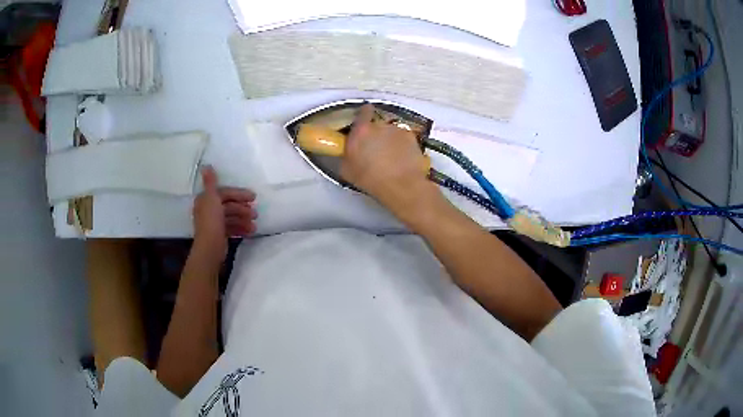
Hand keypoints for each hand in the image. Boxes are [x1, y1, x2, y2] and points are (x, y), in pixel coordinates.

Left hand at [192, 166, 256, 260]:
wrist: (210, 248)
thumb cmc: (211, 221)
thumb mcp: (212, 198)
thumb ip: (211, 182)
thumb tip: (206, 166)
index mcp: (206, 200)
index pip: (224, 193)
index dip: (238, 194)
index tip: (253, 198)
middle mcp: (208, 210)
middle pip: (228, 206)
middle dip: (242, 209)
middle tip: (255, 213)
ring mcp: (213, 223)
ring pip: (231, 218)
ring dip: (243, 220)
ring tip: (254, 225)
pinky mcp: (219, 235)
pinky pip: (231, 228)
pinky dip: (240, 229)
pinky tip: (250, 231)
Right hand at [341, 104, 440, 218]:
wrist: (401, 186)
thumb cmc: (370, 179)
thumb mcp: (346, 170)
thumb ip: (346, 154)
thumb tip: (348, 151)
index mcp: (361, 130)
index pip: (363, 111)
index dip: (363, 115)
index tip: (363, 123)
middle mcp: (380, 125)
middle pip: (377, 124)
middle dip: (376, 133)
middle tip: (375, 149)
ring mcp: (398, 130)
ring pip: (391, 132)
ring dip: (390, 140)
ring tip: (391, 157)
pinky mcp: (412, 138)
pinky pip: (404, 139)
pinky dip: (403, 146)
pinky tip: (402, 159)